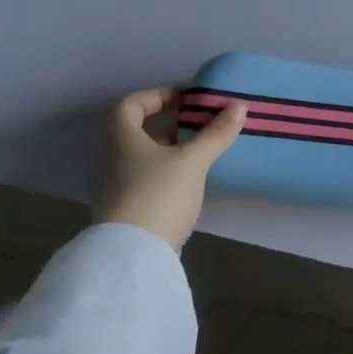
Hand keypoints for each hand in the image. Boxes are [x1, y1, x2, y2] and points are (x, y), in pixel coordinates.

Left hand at [93, 87, 245, 250]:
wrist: (132, 258)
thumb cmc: (158, 195)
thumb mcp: (193, 161)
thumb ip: (216, 133)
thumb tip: (238, 106)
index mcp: (122, 139)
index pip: (130, 104)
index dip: (157, 95)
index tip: (186, 100)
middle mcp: (114, 160)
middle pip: (138, 131)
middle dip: (171, 124)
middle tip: (201, 124)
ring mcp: (118, 187)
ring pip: (144, 157)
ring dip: (172, 149)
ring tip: (203, 151)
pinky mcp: (128, 211)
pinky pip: (148, 179)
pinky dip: (169, 173)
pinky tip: (193, 180)